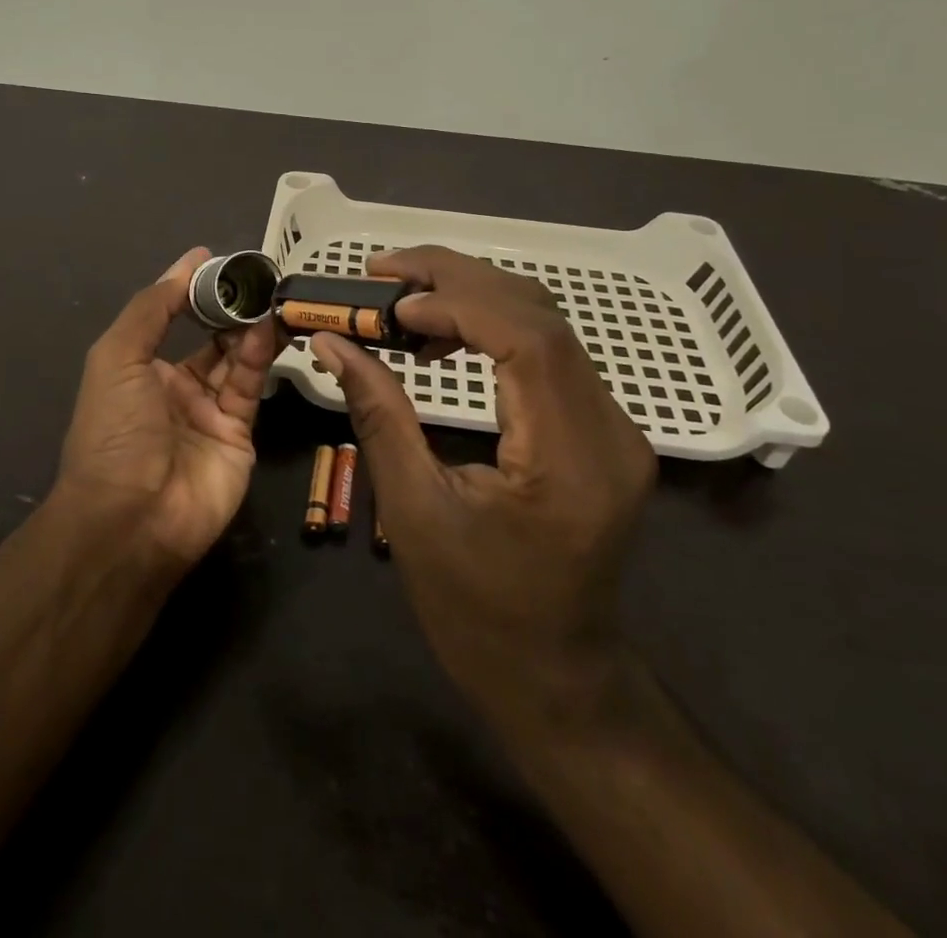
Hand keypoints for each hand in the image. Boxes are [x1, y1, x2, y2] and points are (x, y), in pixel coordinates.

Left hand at [55, 247, 284, 567]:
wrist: (132, 517)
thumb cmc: (115, 429)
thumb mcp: (118, 356)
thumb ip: (153, 308)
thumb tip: (187, 264)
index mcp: (140, 371)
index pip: (170, 319)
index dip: (190, 290)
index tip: (215, 259)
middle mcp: (175, 389)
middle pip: (209, 339)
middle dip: (228, 309)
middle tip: (255, 277)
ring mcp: (209, 413)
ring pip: (236, 359)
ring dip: (249, 327)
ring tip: (267, 296)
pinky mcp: (240, 434)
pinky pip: (250, 386)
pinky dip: (258, 356)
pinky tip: (266, 328)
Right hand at [310, 246, 655, 737]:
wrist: (554, 676)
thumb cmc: (476, 612)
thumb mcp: (413, 512)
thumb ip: (377, 413)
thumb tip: (332, 342)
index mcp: (570, 460)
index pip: (529, 340)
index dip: (457, 302)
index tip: (390, 302)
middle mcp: (609, 430)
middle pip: (540, 315)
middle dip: (458, 278)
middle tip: (384, 268)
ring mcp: (614, 427)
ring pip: (546, 324)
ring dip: (473, 295)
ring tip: (403, 297)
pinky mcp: (600, 429)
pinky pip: (549, 353)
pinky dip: (492, 326)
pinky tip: (443, 338)